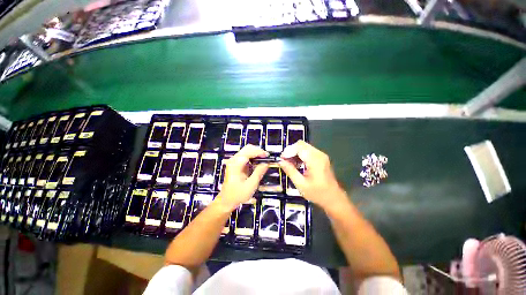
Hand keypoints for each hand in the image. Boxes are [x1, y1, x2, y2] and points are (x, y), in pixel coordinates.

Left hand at [215, 145, 268, 210]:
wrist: (226, 201)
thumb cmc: (237, 194)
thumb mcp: (250, 185)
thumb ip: (258, 173)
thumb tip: (266, 163)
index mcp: (236, 164)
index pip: (248, 151)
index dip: (259, 152)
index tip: (267, 156)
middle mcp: (234, 160)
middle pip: (247, 148)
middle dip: (258, 151)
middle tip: (266, 157)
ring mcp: (234, 161)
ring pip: (247, 151)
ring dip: (256, 154)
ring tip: (264, 160)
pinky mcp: (236, 164)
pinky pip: (246, 156)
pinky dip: (253, 157)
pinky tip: (258, 163)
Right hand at [279, 140, 346, 209]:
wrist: (333, 198)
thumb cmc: (317, 193)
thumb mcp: (301, 184)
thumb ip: (290, 171)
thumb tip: (280, 161)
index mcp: (315, 160)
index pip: (299, 147)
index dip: (288, 151)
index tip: (281, 159)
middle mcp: (319, 154)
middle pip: (301, 144)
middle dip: (290, 151)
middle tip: (284, 161)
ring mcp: (320, 155)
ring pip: (303, 147)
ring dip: (294, 153)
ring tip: (289, 164)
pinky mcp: (320, 157)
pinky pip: (307, 151)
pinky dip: (300, 155)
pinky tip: (296, 164)